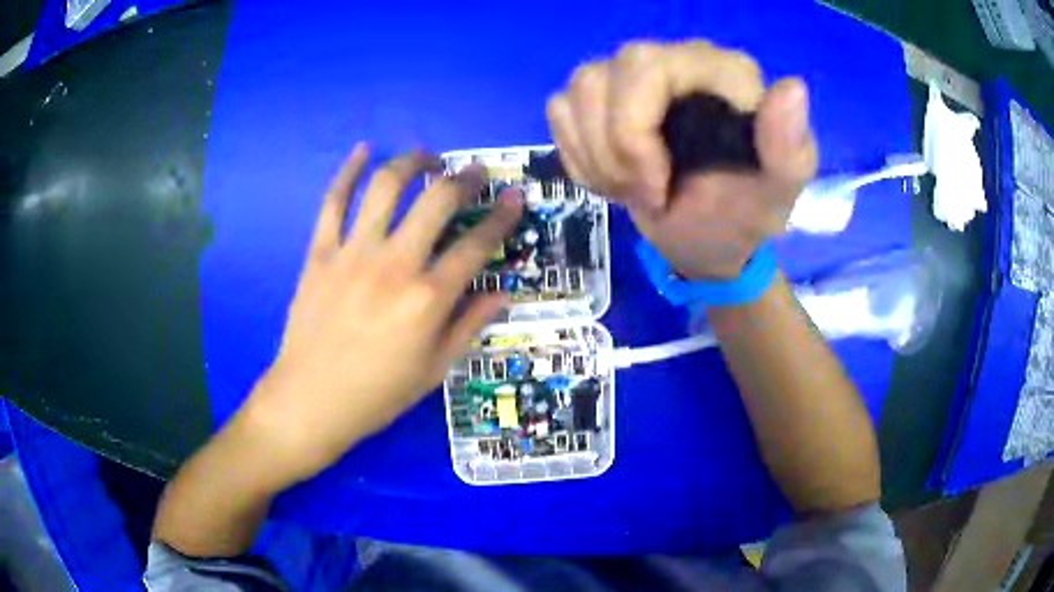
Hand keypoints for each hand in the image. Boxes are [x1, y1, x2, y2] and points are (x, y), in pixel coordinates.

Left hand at [238, 144, 522, 485]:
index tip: (515, 198)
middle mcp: (394, 265)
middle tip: (475, 172)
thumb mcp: (434, 369)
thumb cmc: (377, 394)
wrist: (310, 401)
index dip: (502, 217)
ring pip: (386, 188)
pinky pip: (333, 202)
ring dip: (412, 163)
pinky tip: (363, 150)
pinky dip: (347, 171)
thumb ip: (469, 325)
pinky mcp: (320, 253)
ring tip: (427, 158)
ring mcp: (353, 254)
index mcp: (427, 299)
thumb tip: (504, 293)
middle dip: (464, 179)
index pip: (477, 245)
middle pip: (436, 202)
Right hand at [546, 41, 817, 278]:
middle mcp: (674, 59)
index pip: (644, 68)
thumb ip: (789, 147)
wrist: (705, 241)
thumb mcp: (776, 194)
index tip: (658, 188)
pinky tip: (613, 176)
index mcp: (721, 71)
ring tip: (631, 188)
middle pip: (599, 78)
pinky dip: (579, 155)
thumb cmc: (742, 217)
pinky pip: (560, 111)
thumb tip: (792, 88)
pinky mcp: (603, 98)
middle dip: (612, 151)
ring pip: (576, 93)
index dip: (633, 133)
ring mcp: (633, 76)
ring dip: (595, 158)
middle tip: (644, 193)